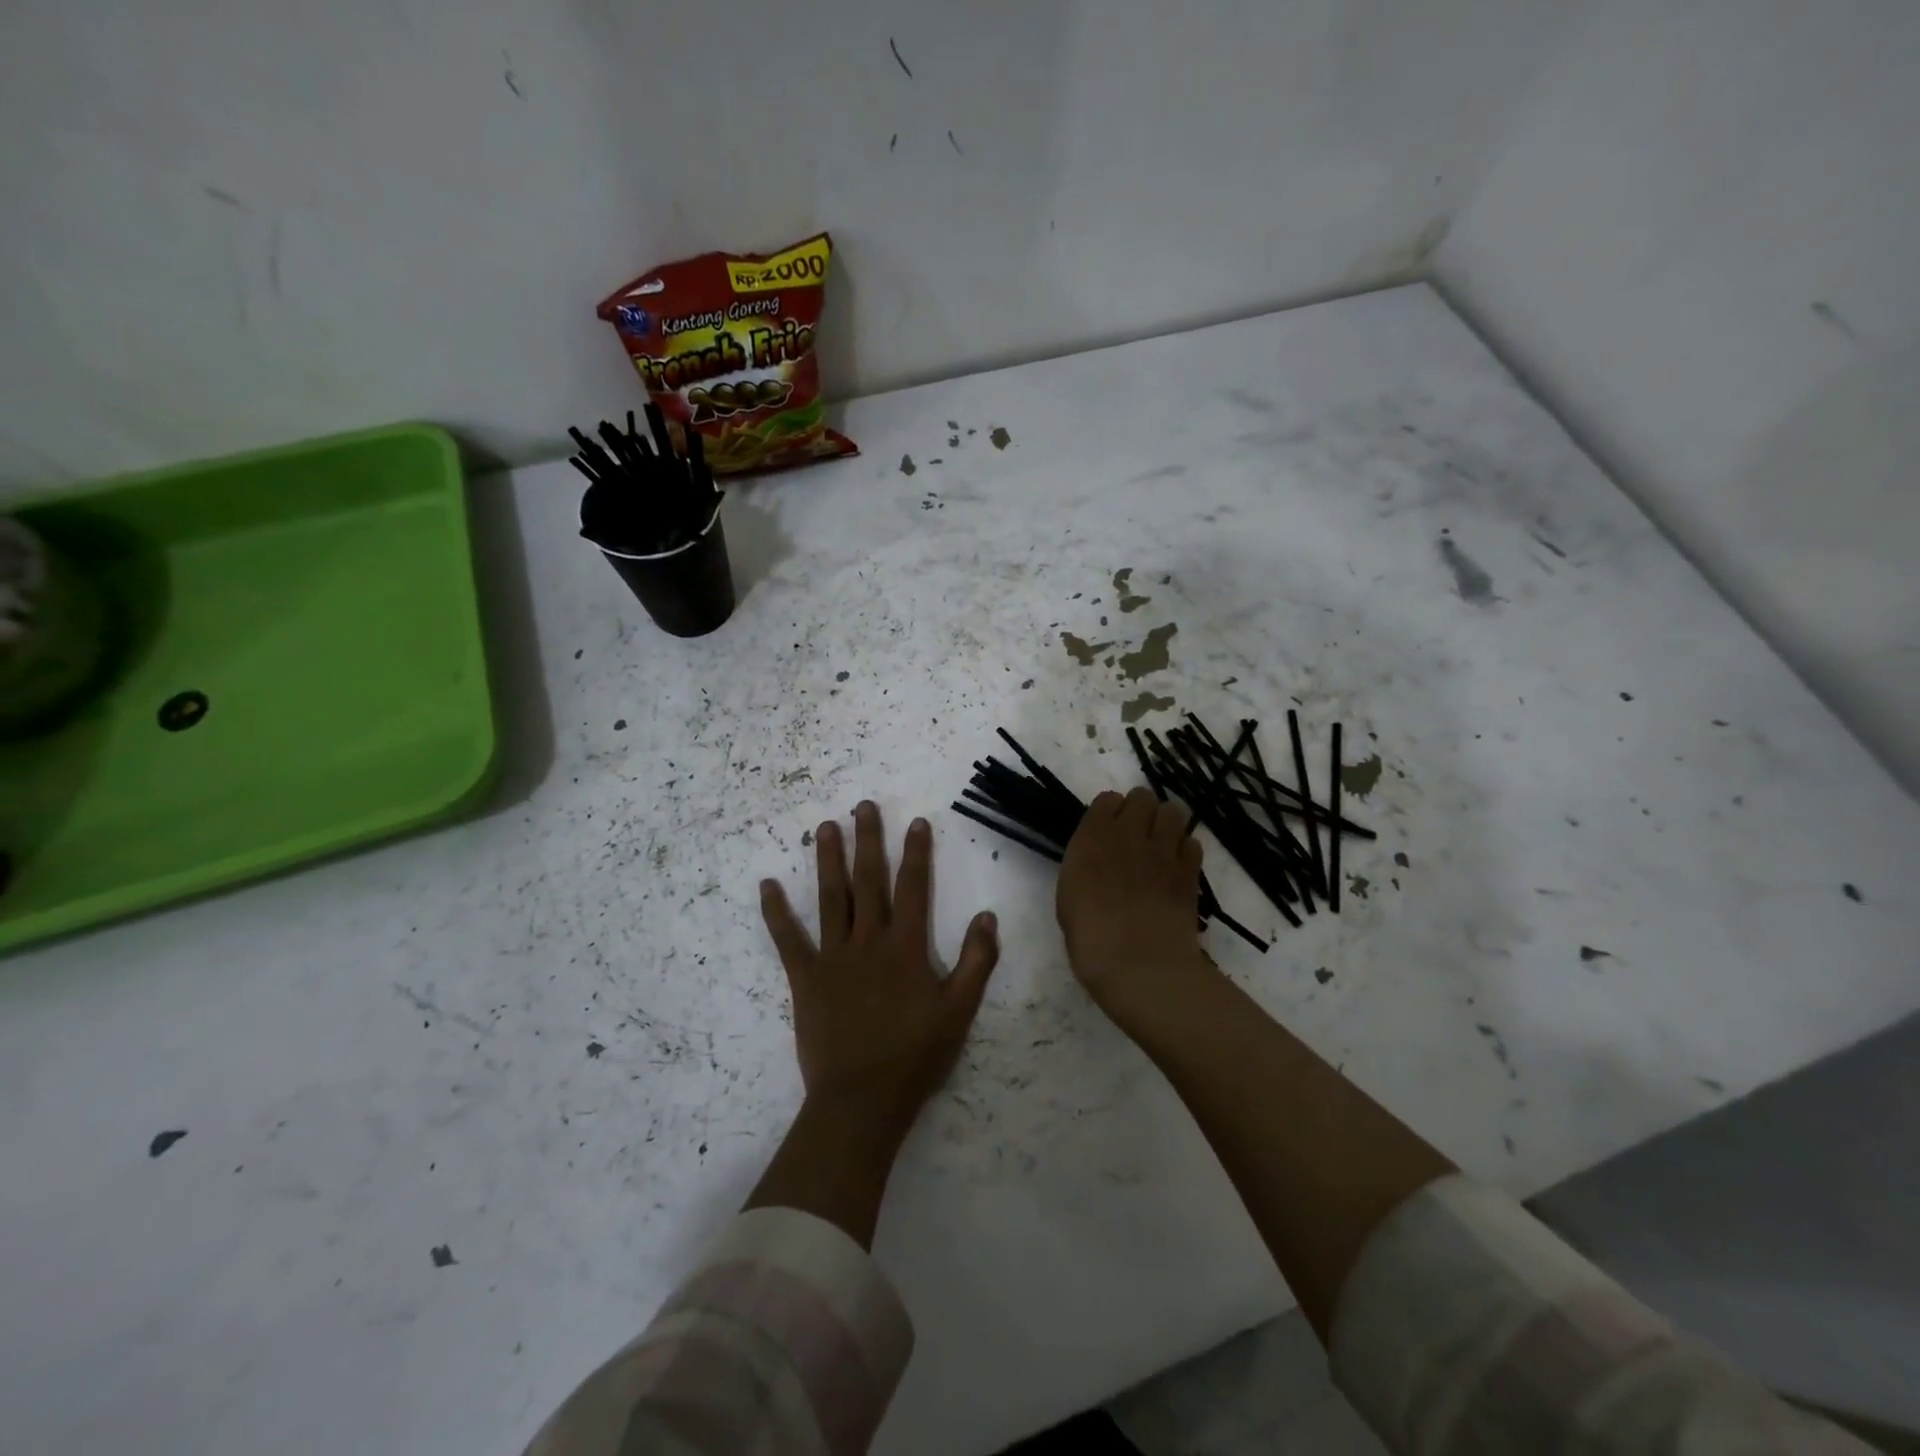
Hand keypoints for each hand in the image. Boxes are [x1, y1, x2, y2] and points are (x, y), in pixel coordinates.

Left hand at [760, 802, 1000, 1147]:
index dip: (917, 853)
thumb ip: (976, 962)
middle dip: (868, 841)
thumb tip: (986, 916)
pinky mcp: (806, 978)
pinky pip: (788, 939)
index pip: (914, 888)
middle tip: (863, 806)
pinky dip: (776, 912)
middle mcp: (869, 941)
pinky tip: (767, 885)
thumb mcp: (960, 1011)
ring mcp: (833, 957)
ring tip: (826, 827)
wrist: (862, 1099)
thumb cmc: (915, 1056)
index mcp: (907, 947)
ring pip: (831, 898)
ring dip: (828, 860)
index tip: (916, 822)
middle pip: (869, 881)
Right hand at [1057, 787, 1211, 1022]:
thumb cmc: (1090, 940)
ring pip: (1174, 811)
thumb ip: (1084, 866)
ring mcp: (1163, 851)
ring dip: (1166, 823)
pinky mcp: (1190, 870)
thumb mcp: (1069, 897)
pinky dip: (1185, 849)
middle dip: (1140, 810)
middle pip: (1143, 797)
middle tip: (1136, 835)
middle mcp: (1128, 835)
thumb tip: (1098, 860)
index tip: (1107, 830)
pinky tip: (1176, 868)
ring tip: (1160, 845)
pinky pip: (1192, 842)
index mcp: (1092, 839)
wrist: (1139, 966)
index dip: (1109, 812)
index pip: (1107, 799)